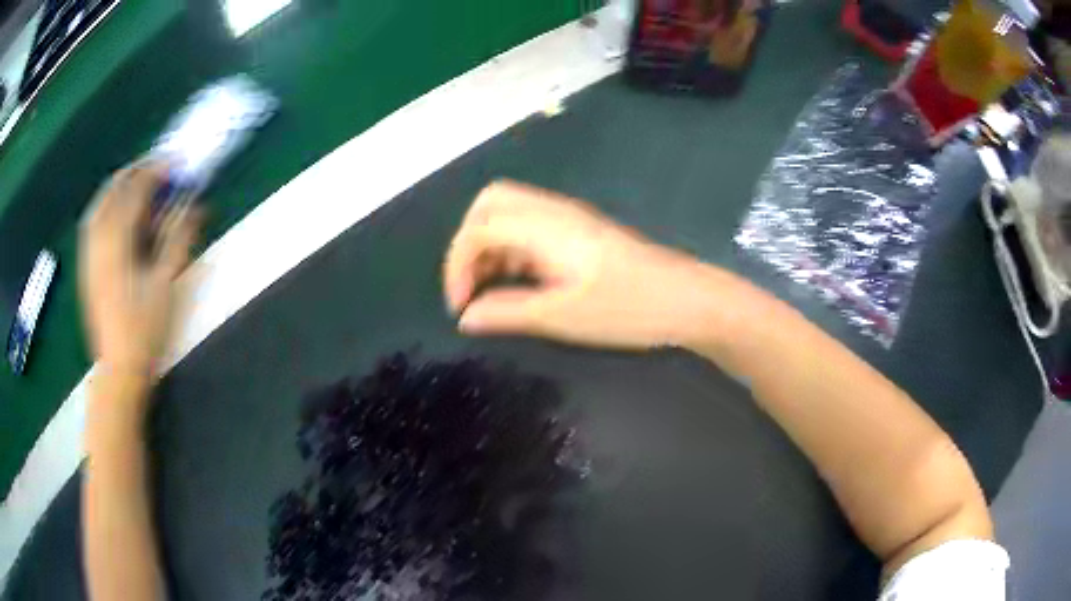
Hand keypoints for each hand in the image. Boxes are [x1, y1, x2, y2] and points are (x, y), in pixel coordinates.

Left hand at [78, 162, 200, 378]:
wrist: (119, 370)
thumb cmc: (144, 331)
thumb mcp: (166, 284)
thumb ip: (179, 239)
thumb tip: (197, 205)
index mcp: (118, 243)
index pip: (136, 191)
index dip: (157, 171)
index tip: (175, 162)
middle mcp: (99, 241)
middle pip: (113, 190)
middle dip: (135, 171)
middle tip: (157, 167)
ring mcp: (89, 254)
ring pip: (100, 204)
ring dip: (119, 185)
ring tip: (138, 182)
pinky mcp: (87, 266)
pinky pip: (93, 222)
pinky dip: (106, 206)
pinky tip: (117, 212)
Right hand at [444, 180, 714, 348]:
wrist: (687, 299)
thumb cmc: (627, 309)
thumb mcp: (562, 317)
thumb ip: (508, 313)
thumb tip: (466, 318)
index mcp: (543, 227)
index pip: (478, 228)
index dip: (457, 266)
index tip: (462, 307)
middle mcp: (552, 211)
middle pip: (489, 204)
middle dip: (468, 244)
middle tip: (472, 287)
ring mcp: (568, 218)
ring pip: (509, 213)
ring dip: (490, 247)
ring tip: (492, 291)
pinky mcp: (580, 230)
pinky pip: (531, 226)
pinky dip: (512, 249)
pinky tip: (521, 282)